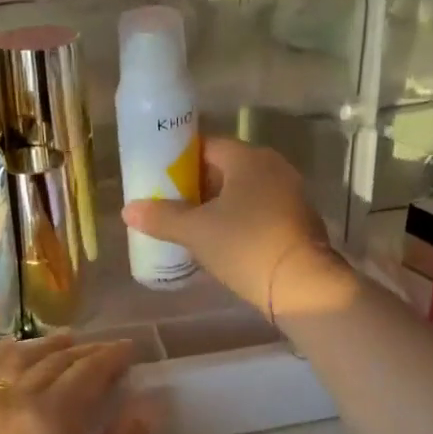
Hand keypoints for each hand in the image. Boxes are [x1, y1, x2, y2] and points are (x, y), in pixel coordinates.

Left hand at [0, 335, 148, 433]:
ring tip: (64, 341)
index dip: (112, 358)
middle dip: (84, 352)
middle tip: (108, 350)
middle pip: (52, 365)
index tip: (131, 350)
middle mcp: (10, 404)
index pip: (87, 374)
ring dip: (42, 348)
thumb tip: (145, 405)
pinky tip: (4, 355)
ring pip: (13, 365)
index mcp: (51, 422)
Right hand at [121, 137, 354, 319]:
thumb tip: (128, 210)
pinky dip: (236, 219)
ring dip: (215, 205)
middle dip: (194, 185)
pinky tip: (217, 240)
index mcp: (248, 158)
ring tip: (186, 224)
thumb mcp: (196, 232)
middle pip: (223, 168)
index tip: (157, 178)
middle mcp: (272, 167)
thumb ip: (161, 218)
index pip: (205, 146)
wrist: (304, 287)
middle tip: (166, 204)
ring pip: (241, 191)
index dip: (178, 160)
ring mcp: (288, 194)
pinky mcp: (296, 221)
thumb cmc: (246, 246)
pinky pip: (256, 210)